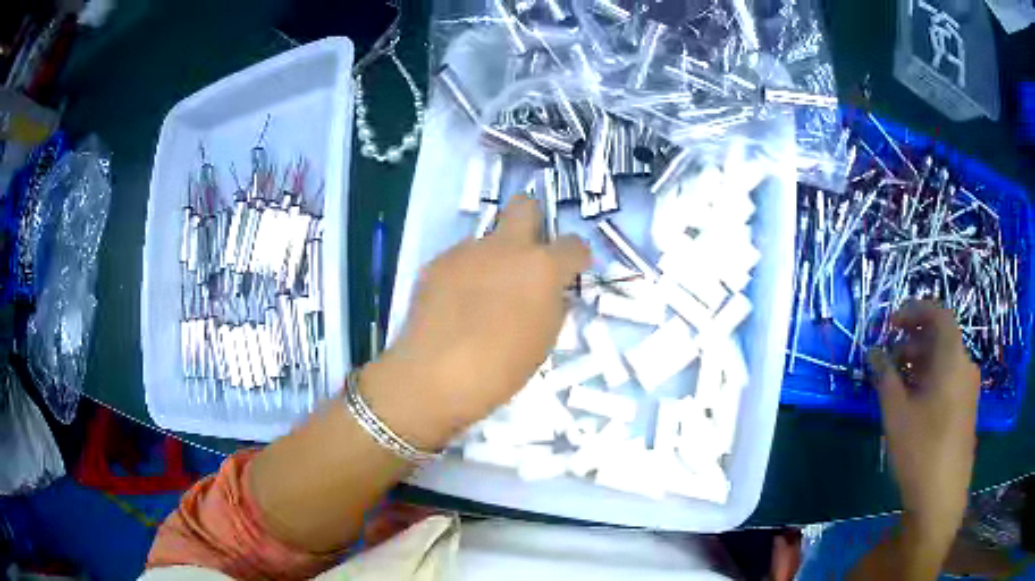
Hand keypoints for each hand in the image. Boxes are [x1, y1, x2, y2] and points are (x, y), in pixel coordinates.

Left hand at [364, 196, 590, 448]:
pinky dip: (466, 275)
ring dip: (494, 258)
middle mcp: (505, 247)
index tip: (574, 269)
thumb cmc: (502, 368)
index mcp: (541, 267)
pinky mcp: (438, 263)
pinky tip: (455, 305)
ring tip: (481, 297)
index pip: (574, 244)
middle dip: (532, 220)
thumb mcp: (544, 341)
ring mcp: (467, 251)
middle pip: (524, 205)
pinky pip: (461, 260)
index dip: (578, 256)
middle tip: (529, 254)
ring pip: (488, 240)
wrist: (436, 375)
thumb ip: (553, 306)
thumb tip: (552, 292)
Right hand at [869, 300, 978, 543]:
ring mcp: (969, 389)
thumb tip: (874, 352)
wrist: (941, 497)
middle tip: (890, 357)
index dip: (915, 310)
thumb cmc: (920, 450)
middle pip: (941, 338)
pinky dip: (932, 379)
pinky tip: (915, 403)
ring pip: (945, 361)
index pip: (939, 314)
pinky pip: (950, 379)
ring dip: (921, 362)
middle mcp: (965, 366)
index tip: (891, 323)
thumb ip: (885, 376)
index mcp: (952, 358)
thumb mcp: (896, 413)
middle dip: (914, 340)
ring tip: (898, 382)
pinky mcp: (967, 409)